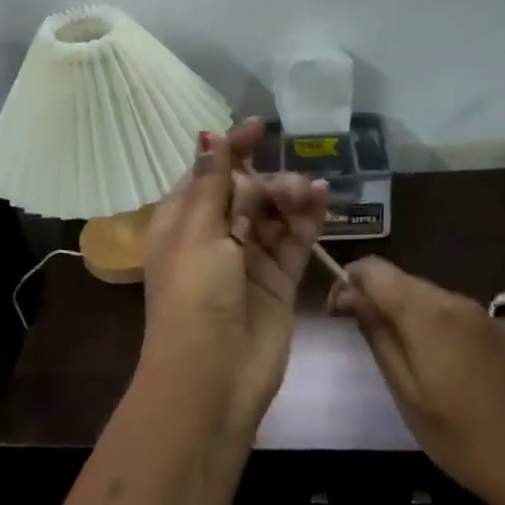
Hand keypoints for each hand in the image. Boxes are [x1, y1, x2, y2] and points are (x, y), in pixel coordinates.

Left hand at [140, 119, 329, 444]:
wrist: (212, 377)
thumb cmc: (193, 295)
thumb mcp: (196, 231)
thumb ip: (212, 182)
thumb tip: (209, 135)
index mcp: (182, 221)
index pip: (210, 173)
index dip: (233, 149)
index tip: (260, 127)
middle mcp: (214, 236)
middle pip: (245, 191)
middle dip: (267, 180)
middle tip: (288, 187)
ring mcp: (248, 258)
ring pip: (273, 213)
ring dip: (291, 196)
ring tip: (308, 192)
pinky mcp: (278, 280)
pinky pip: (294, 240)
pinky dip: (308, 219)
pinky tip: (322, 199)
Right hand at [328, 258, 504, 504]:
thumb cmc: (461, 437)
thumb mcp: (405, 392)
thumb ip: (377, 335)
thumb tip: (350, 296)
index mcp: (427, 312)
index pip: (374, 269)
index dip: (348, 281)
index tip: (336, 314)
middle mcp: (453, 300)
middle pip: (399, 279)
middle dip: (372, 296)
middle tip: (358, 334)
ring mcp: (478, 313)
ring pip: (423, 294)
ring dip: (399, 310)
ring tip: (391, 352)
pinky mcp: (494, 330)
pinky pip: (447, 310)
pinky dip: (425, 321)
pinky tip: (428, 359)